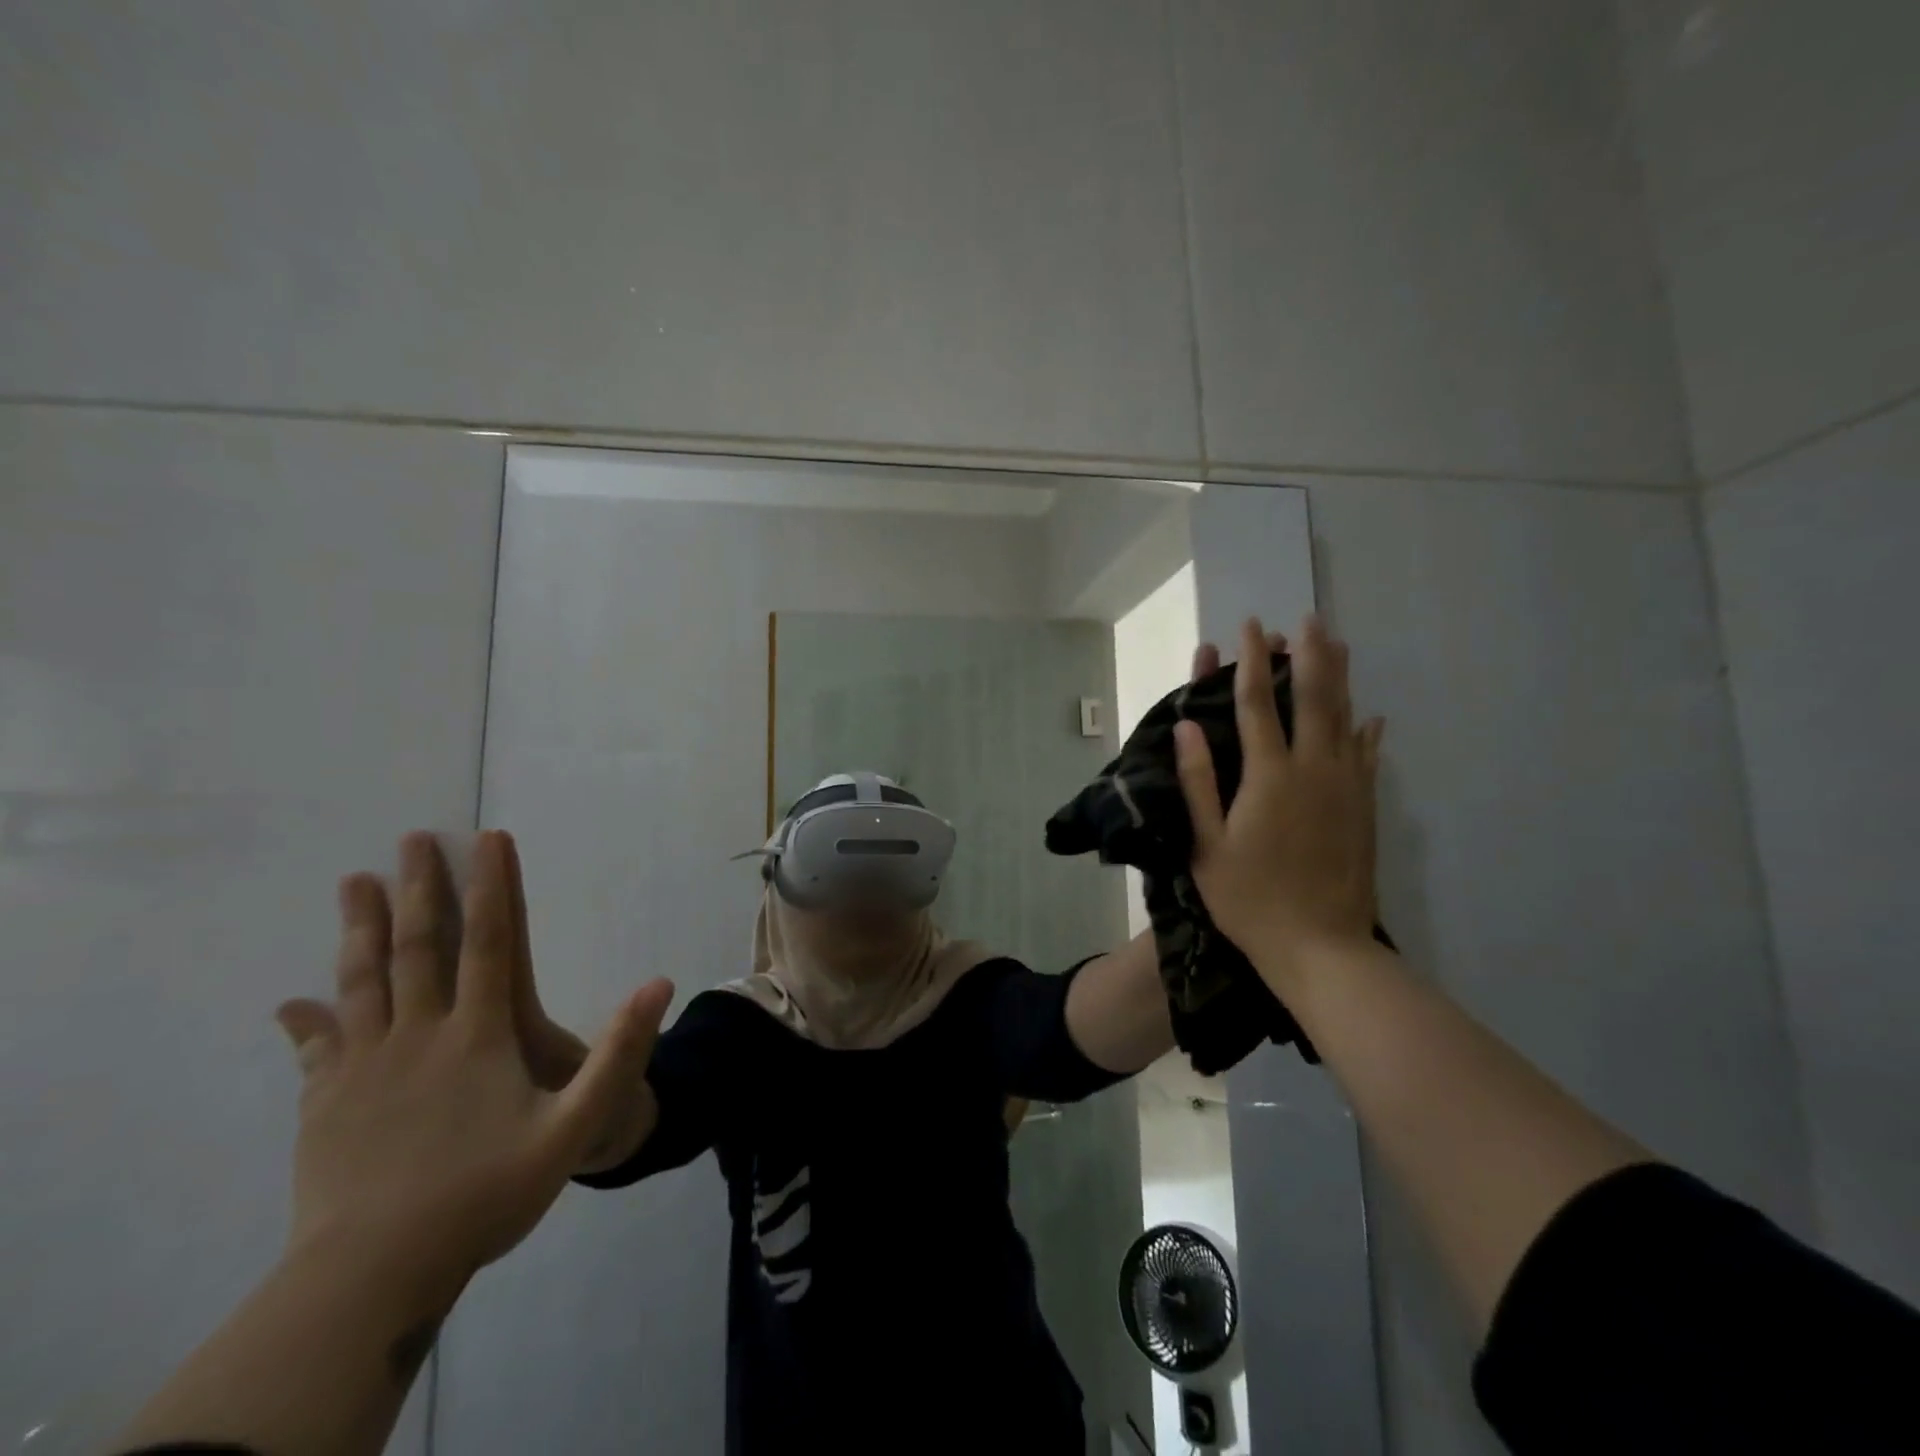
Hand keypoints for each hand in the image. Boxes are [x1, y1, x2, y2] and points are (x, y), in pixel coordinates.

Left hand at [274, 831, 673, 1289]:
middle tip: (410, 840)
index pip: (489, 942)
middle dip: (419, 889)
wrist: (373, 1277)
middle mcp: (418, 1035)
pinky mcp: (324, 1105)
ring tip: (355, 884)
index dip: (490, 887)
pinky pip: (316, 1050)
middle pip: (418, 947)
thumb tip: (660, 983)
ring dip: (361, 929)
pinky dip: (305, 1022)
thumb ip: (620, 1054)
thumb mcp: (574, 1127)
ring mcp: (364, 1068)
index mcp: (478, 1035)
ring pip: (361, 982)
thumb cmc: (484, 1195)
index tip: (486, 838)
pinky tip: (289, 1005)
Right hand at [1174, 616, 1383, 990]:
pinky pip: (1367, 758)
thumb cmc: (1250, 899)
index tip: (1250, 628)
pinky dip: (1368, 732)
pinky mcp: (1364, 809)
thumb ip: (1198, 782)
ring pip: (1345, 720)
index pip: (1257, 703)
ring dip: (1340, 679)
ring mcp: (1345, 788)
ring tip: (1340, 644)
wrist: (1321, 948)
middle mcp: (1312, 769)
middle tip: (1308, 619)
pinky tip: (1373, 717)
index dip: (1251, 662)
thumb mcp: (1206, 845)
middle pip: (1312, 699)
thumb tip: (1186, 726)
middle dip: (1308, 655)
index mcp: (1268, 776)